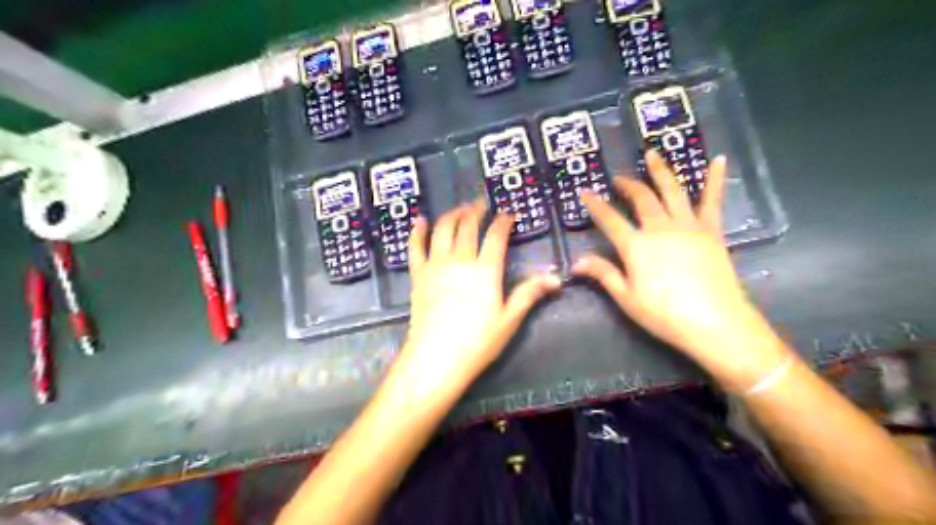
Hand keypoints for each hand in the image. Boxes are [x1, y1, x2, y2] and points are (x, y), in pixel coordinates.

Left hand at [395, 201, 562, 397]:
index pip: (496, 236)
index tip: (508, 214)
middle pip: (467, 226)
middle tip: (481, 203)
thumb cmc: (477, 342)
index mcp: (485, 270)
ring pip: (443, 229)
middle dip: (476, 211)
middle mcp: (460, 260)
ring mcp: (436, 265)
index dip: (503, 221)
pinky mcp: (418, 275)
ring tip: (459, 209)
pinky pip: (416, 246)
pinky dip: (418, 231)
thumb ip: (529, 294)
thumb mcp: (509, 319)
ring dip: (452, 215)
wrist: (436, 358)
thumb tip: (556, 278)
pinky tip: (420, 221)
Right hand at [579, 150, 784, 376]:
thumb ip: (603, 274)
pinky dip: (715, 179)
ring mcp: (688, 225)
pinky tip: (718, 160)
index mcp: (636, 245)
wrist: (715, 322)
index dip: (595, 205)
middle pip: (641, 198)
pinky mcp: (711, 230)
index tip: (585, 192)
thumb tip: (576, 262)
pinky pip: (712, 200)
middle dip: (628, 185)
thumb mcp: (626, 297)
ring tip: (652, 153)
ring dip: (660, 170)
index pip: (609, 219)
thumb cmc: (664, 314)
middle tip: (619, 179)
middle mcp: (659, 228)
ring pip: (672, 190)